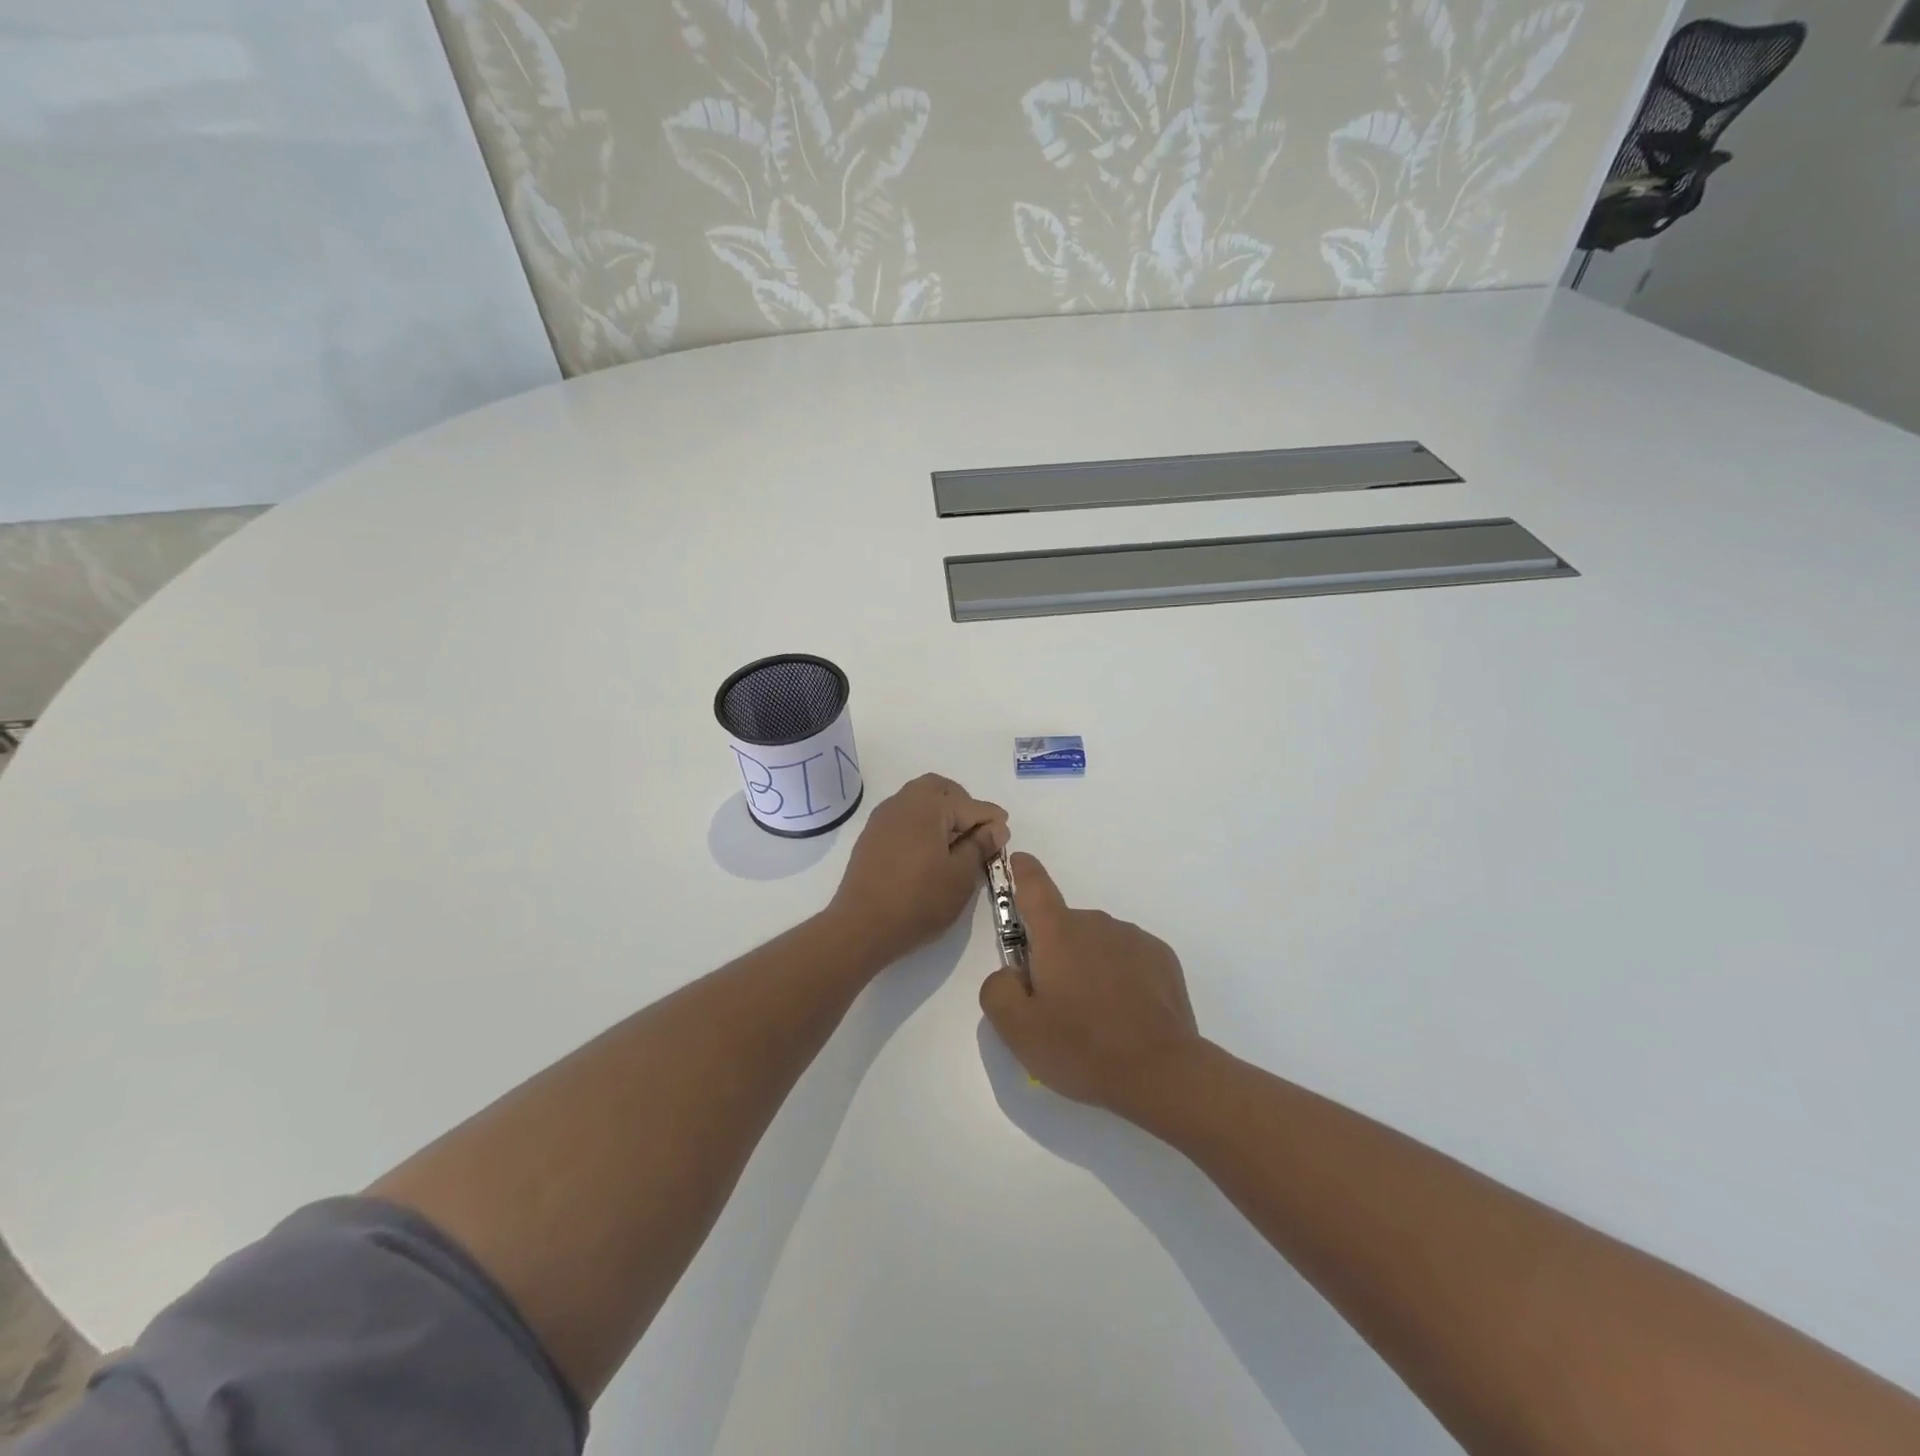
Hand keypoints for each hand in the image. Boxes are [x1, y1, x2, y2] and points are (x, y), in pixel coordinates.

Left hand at [829, 774, 1008, 964]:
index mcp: (928, 806)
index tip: (1004, 839)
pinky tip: (928, 852)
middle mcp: (903, 802)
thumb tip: (995, 827)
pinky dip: (921, 824)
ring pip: (919, 800)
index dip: (992, 821)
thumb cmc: (918, 902)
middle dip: (963, 805)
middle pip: (940, 789)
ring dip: (941, 813)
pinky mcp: (871, 836)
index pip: (971, 805)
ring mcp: (882, 818)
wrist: (861, 927)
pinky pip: (903, 816)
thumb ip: (980, 845)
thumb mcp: (960, 876)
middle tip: (977, 834)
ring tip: (954, 845)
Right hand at [979, 853, 1202, 1111]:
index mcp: (1058, 934)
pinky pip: (1127, 957)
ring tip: (1096, 1018)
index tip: (1018, 861)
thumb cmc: (1083, 1049)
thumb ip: (997, 990)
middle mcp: (1096, 923)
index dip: (1022, 871)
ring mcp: (1133, 938)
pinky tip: (1126, 1015)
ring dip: (1088, 966)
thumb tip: (1011, 973)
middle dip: (1054, 954)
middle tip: (1057, 1005)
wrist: (1162, 1073)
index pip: (1034, 886)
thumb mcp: (1018, 1030)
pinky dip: (1119, 976)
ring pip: (1096, 944)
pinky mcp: (1162, 958)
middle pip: (1063, 928)